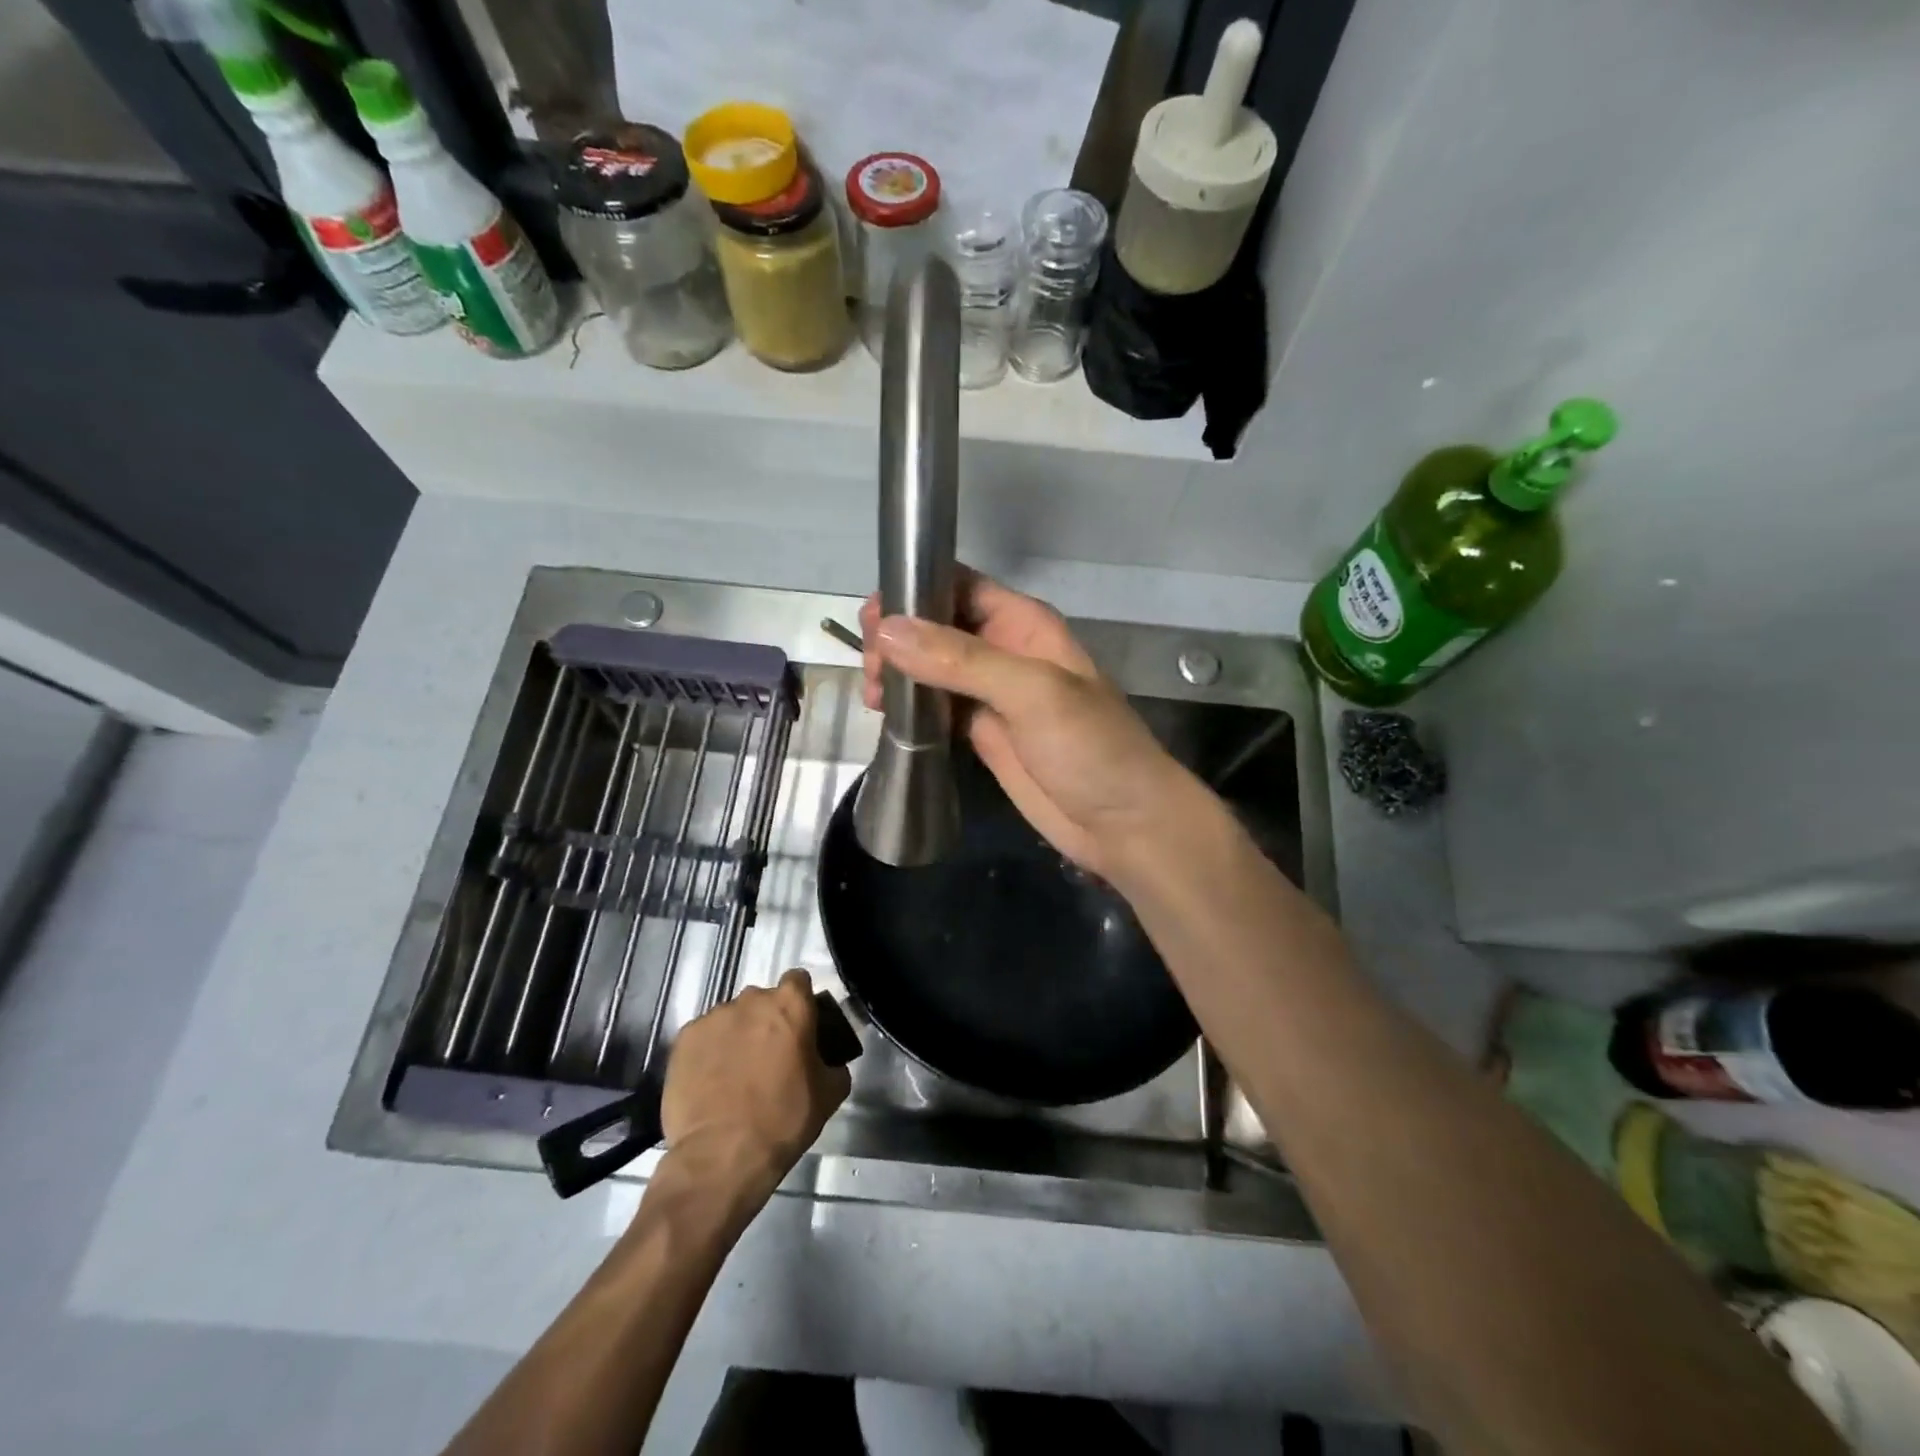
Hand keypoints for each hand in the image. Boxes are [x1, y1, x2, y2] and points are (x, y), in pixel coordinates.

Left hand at [658, 970, 850, 1204]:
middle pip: (762, 1000)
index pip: (798, 981)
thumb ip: (834, 1064)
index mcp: (790, 1004)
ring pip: (731, 1018)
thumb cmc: (784, 1119)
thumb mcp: (829, 1094)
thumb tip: (830, 1061)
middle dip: (767, 1021)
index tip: (800, 1027)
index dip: (800, 1002)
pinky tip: (711, 1082)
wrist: (722, 1155)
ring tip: (735, 1074)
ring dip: (737, 1036)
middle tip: (770, 1056)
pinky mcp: (683, 1039)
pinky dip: (709, 1052)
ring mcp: (713, 1017)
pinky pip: (703, 1037)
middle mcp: (751, 1000)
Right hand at [859, 566, 1195, 880]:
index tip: (873, 615)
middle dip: (898, 636)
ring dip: (898, 672)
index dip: (915, 591)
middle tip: (870, 665)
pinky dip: (909, 707)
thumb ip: (961, 660)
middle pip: (937, 627)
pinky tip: (884, 714)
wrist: (1122, 823)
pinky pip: (935, 707)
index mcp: (1023, 625)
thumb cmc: (1089, 747)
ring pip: (931, 668)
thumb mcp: (1031, 692)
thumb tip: (888, 630)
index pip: (960, 587)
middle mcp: (1003, 652)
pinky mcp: (980, 733)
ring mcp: (990, 695)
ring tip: (871, 693)